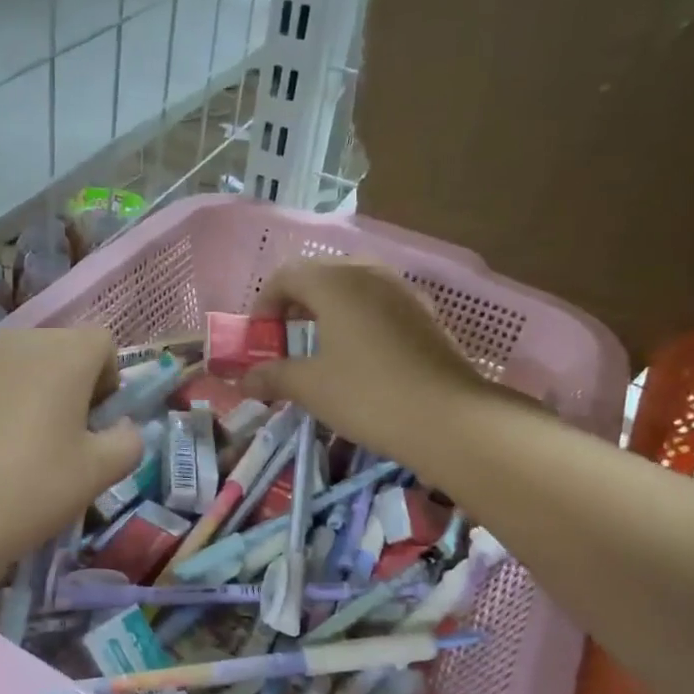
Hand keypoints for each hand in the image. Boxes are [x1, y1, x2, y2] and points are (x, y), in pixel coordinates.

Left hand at [0, 326, 142, 593]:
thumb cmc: (29, 490)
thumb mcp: (98, 474)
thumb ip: (128, 442)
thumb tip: (122, 429)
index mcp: (64, 354)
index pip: (103, 343)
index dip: (109, 381)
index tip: (96, 424)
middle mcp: (17, 341)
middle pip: (58, 349)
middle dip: (70, 384)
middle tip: (62, 438)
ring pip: (16, 364)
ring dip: (28, 391)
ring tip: (16, 445)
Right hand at [243, 258, 482, 467]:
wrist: (449, 419)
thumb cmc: (367, 395)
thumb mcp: (310, 387)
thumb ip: (273, 376)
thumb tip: (245, 380)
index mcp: (336, 283)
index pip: (287, 275)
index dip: (265, 303)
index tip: (259, 338)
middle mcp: (370, 275)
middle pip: (322, 275)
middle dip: (296, 303)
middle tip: (286, 338)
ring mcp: (403, 292)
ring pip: (354, 287)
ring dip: (329, 310)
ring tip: (320, 347)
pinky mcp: (425, 315)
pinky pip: (379, 304)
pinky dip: (358, 320)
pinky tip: (358, 356)